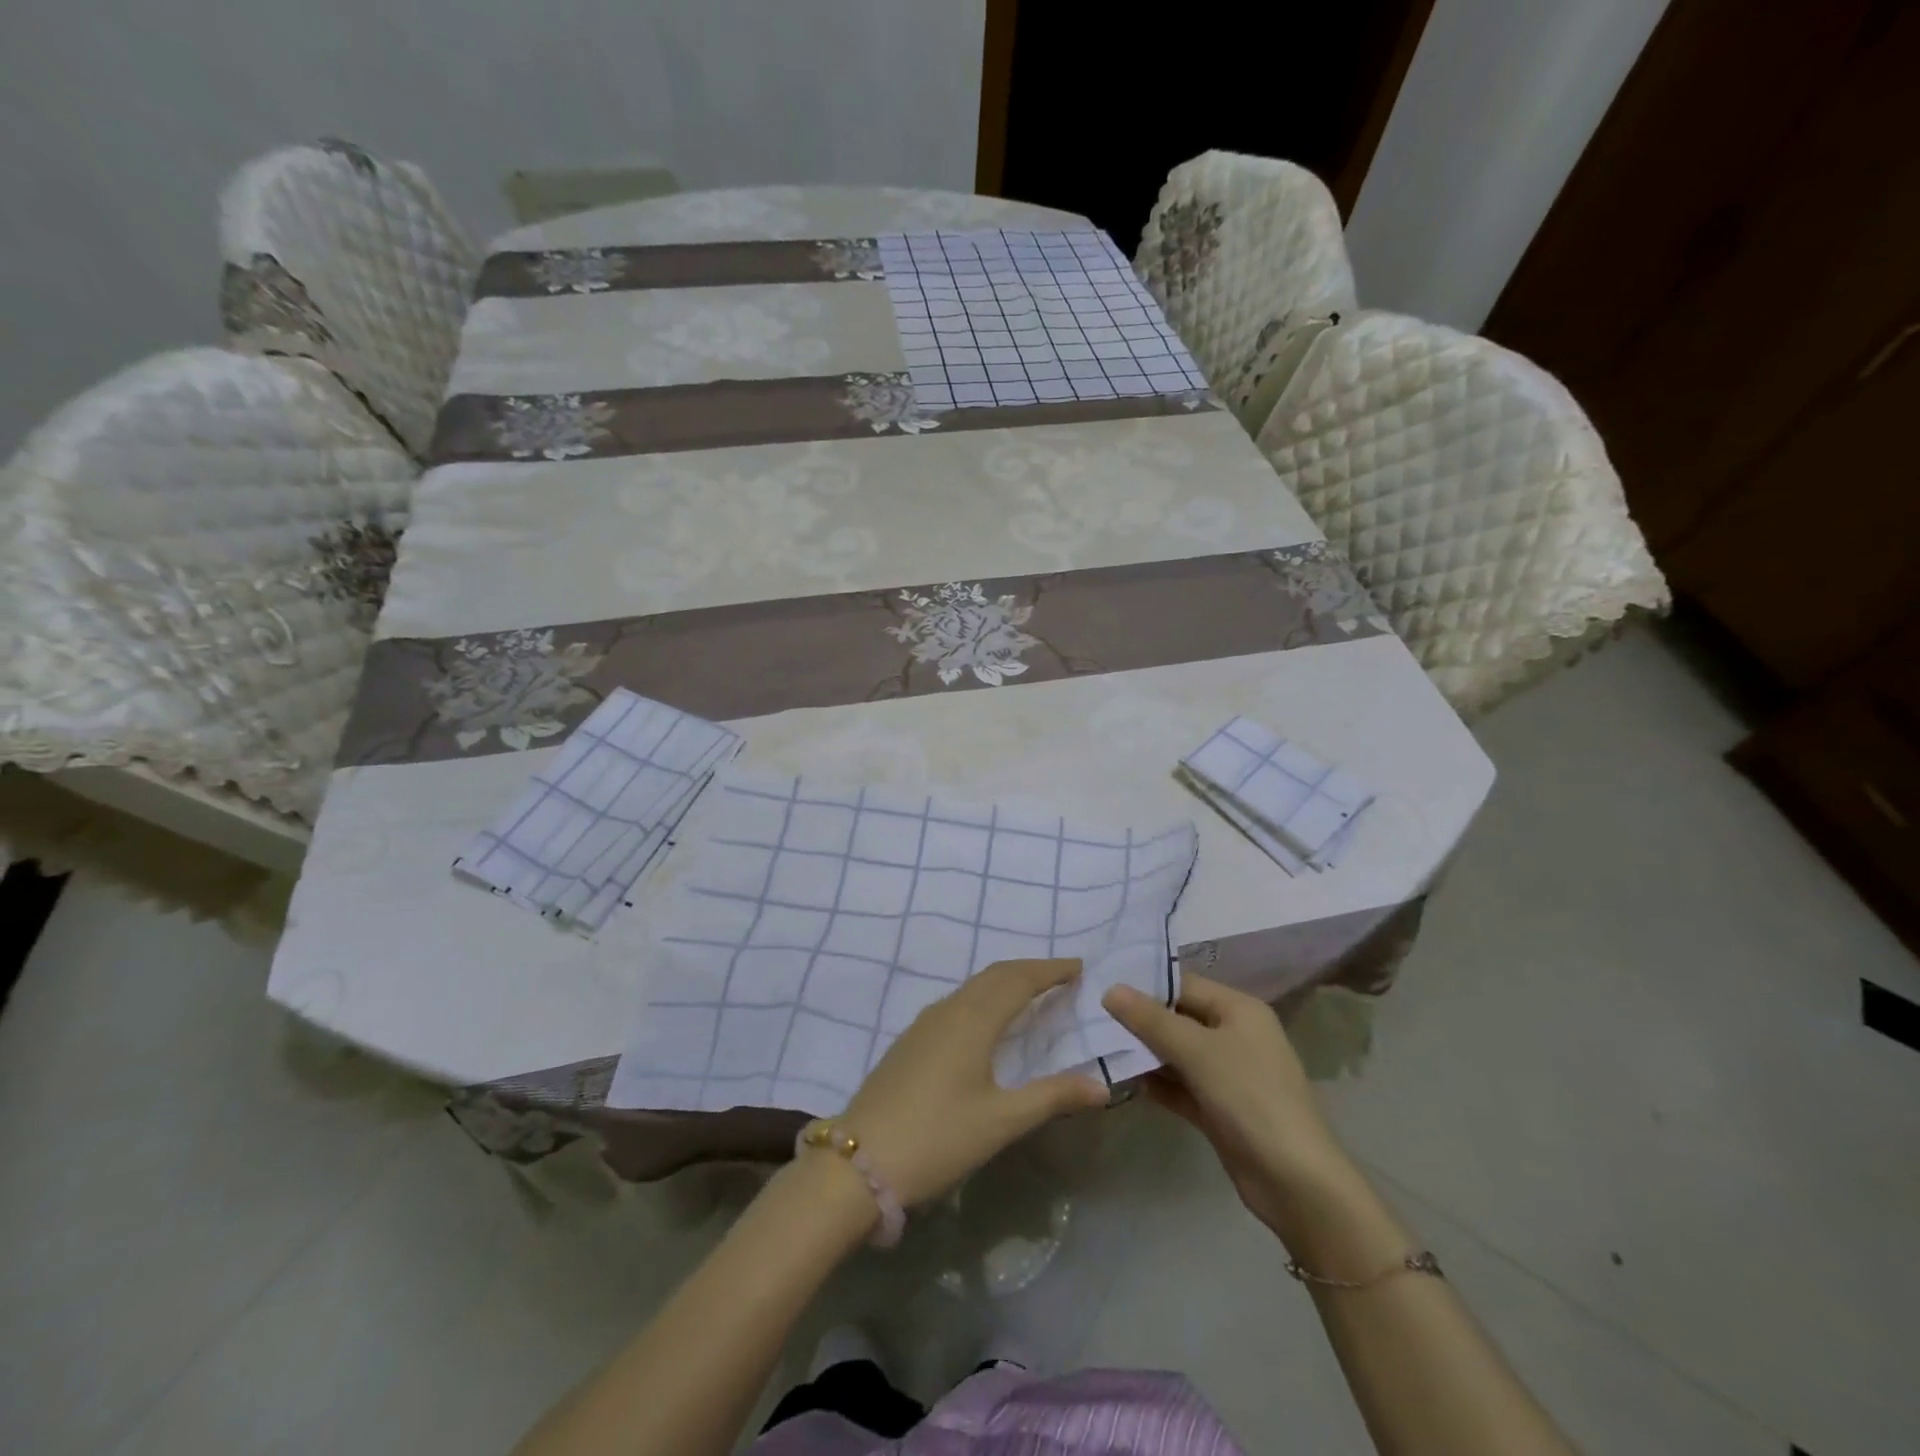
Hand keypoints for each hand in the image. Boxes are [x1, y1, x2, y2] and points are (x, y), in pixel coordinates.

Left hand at [836, 958, 1108, 1206]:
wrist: (858, 1162)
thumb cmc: (938, 1137)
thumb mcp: (1001, 1122)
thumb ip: (1052, 1097)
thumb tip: (1101, 1085)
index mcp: (973, 1020)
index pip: (1018, 980)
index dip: (1049, 970)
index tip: (1078, 966)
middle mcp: (948, 1010)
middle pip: (993, 976)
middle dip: (1028, 970)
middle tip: (1060, 975)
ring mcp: (923, 1025)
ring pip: (972, 988)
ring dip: (1003, 982)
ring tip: (1030, 993)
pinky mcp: (909, 1042)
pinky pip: (956, 1003)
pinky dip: (982, 998)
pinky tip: (985, 1022)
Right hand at [1104, 974, 1349, 1231]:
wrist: (1295, 1183)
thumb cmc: (1250, 1098)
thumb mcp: (1198, 1051)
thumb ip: (1152, 1020)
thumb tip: (1110, 989)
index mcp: (1239, 1010)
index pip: (1183, 985)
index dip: (1144, 986)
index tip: (1100, 988)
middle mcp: (1234, 1035)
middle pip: (1178, 1019)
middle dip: (1139, 1022)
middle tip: (1092, 1019)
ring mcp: (1227, 1074)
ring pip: (1177, 1054)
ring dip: (1144, 1054)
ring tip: (1098, 1048)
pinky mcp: (1219, 1109)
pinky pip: (1181, 1086)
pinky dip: (1157, 1084)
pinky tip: (1123, 1082)